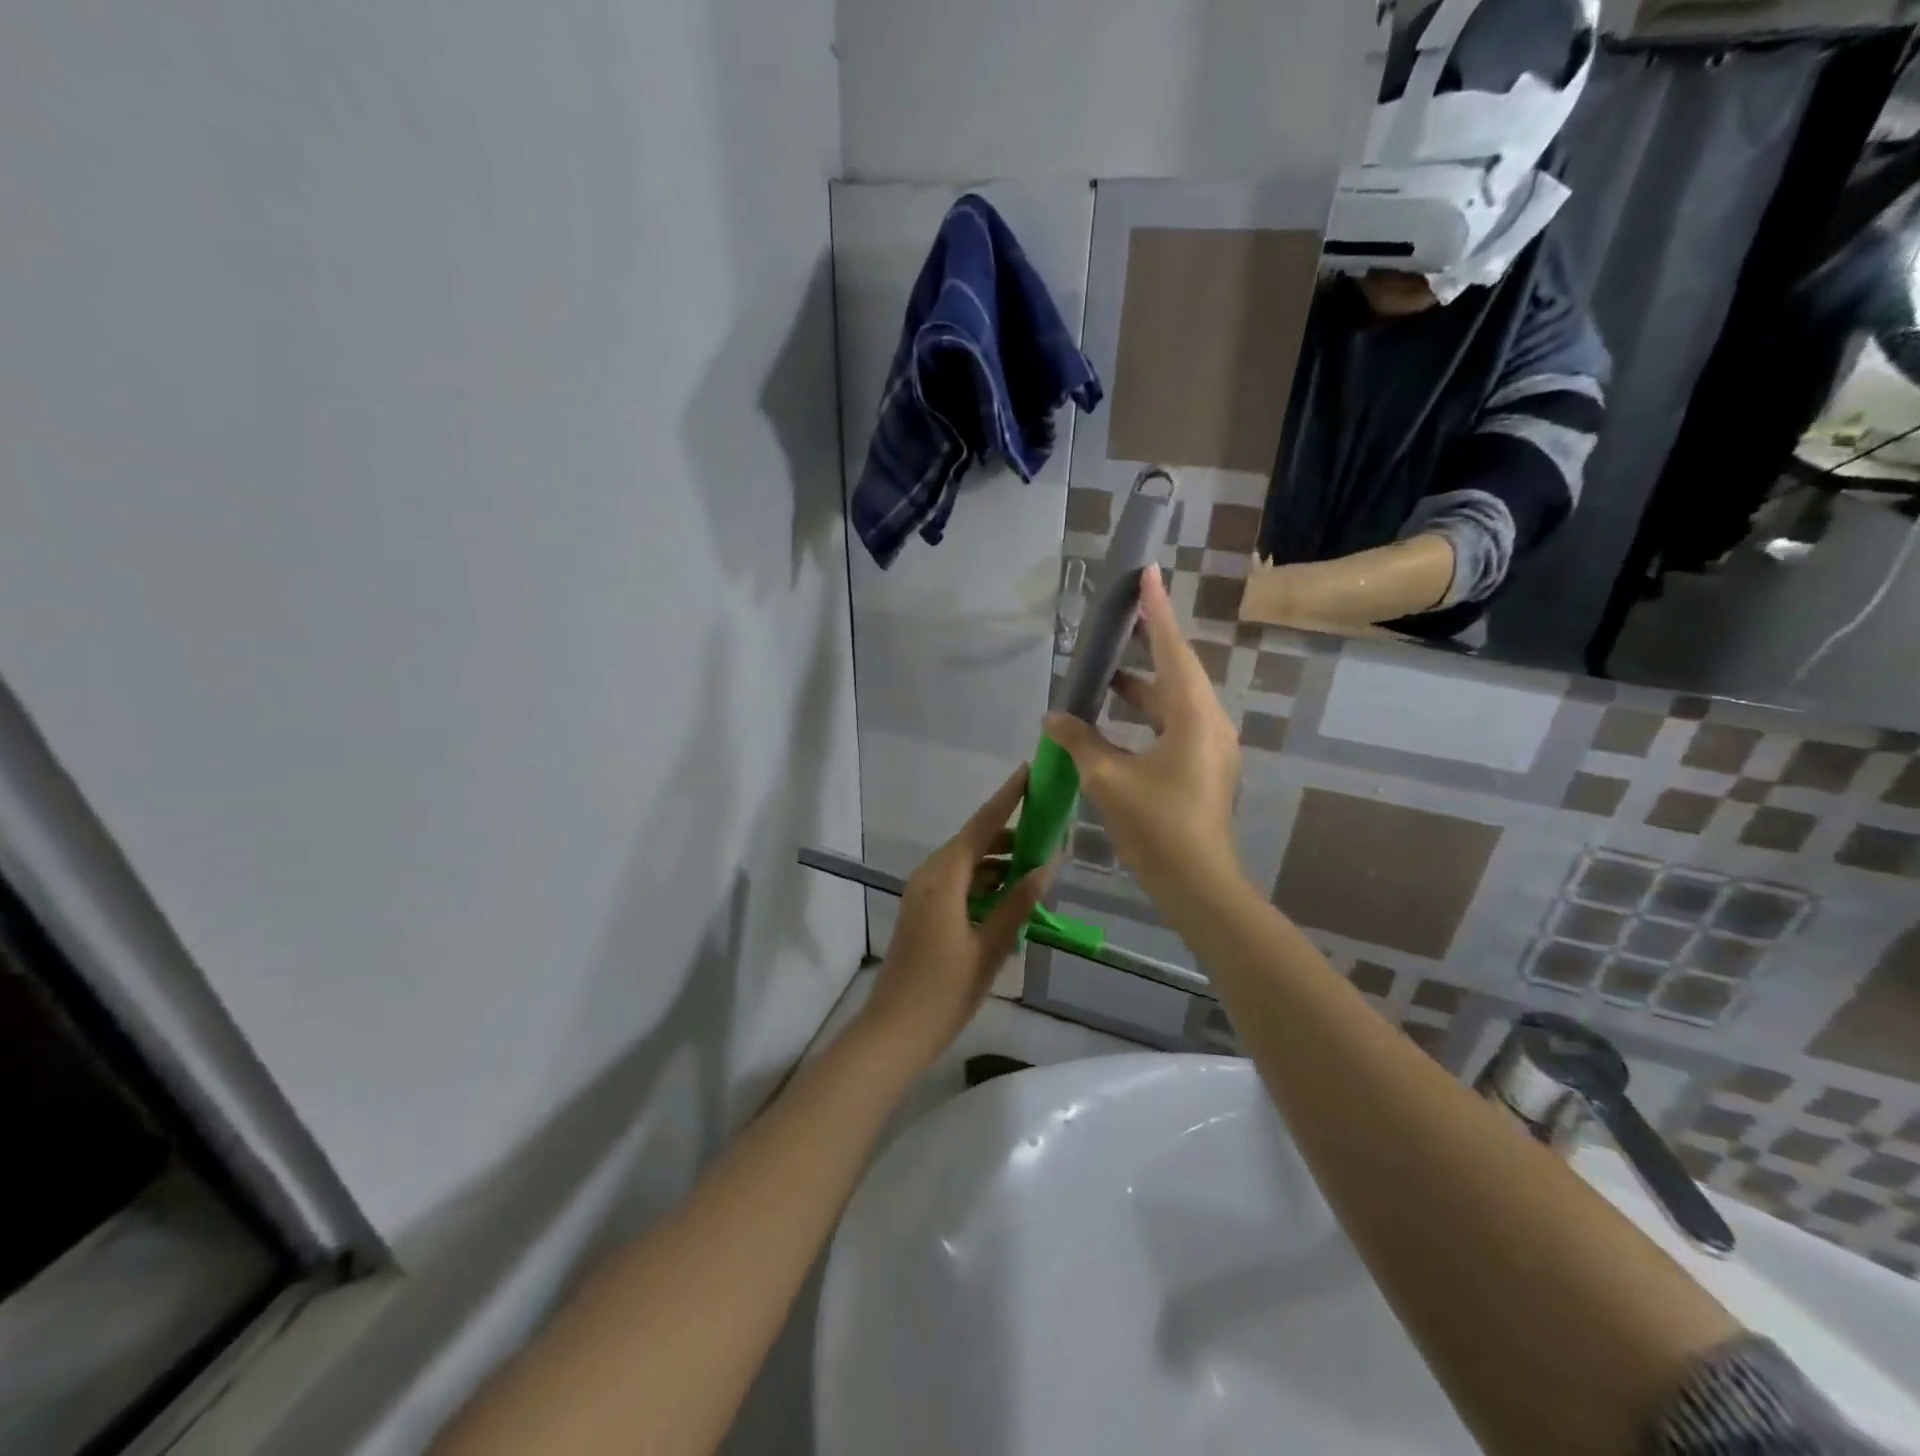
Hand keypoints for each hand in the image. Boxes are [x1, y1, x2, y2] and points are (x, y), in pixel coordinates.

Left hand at [860, 767, 1051, 1067]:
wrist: (894, 1031)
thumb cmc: (944, 991)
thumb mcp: (990, 948)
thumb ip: (1018, 903)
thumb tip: (1047, 865)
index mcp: (943, 878)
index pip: (981, 826)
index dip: (1006, 798)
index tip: (1028, 772)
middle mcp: (929, 875)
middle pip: (973, 841)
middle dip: (1010, 833)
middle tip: (1048, 829)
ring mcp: (922, 893)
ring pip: (966, 863)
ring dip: (998, 861)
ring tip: (1037, 864)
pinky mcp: (922, 910)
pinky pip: (957, 882)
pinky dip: (983, 881)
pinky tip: (1010, 895)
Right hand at [1044, 567, 1242, 909]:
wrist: (1197, 884)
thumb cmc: (1155, 826)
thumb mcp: (1107, 778)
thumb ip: (1079, 739)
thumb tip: (1053, 715)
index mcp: (1192, 716)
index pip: (1172, 649)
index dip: (1155, 610)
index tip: (1147, 572)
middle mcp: (1209, 722)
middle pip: (1177, 670)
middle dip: (1147, 645)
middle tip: (1119, 618)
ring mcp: (1211, 746)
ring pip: (1175, 700)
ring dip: (1142, 686)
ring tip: (1106, 674)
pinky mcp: (1205, 766)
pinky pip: (1175, 723)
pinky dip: (1147, 714)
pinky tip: (1118, 719)